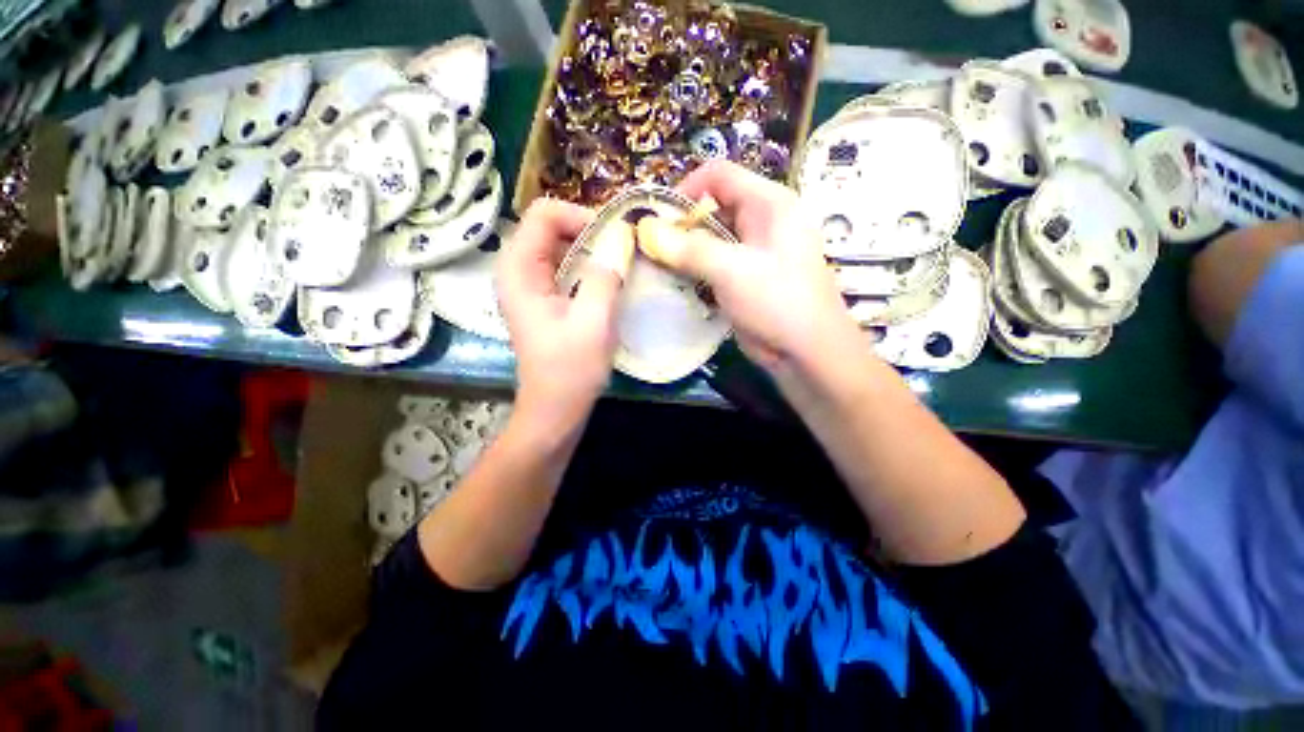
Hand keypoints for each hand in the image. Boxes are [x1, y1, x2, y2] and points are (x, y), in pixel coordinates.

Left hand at [497, 199, 631, 427]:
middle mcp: (519, 270)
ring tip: (624, 262)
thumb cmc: (570, 371)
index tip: (616, 237)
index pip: (544, 213)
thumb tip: (623, 235)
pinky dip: (591, 266)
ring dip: (594, 248)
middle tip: (626, 249)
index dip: (582, 216)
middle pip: (553, 226)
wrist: (556, 410)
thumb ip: (606, 274)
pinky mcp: (545, 299)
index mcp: (519, 270)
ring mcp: (531, 285)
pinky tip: (612, 280)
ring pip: (562, 246)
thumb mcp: (594, 321)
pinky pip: (567, 267)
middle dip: (592, 231)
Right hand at [638, 160, 862, 378]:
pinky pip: (715, 264)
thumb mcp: (733, 271)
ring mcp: (754, 252)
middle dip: (682, 226)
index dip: (687, 189)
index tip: (660, 219)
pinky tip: (678, 284)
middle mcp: (762, 222)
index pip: (719, 175)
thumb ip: (690, 249)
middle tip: (654, 248)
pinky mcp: (745, 278)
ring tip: (660, 267)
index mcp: (769, 204)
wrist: (805, 351)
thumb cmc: (777, 301)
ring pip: (711, 239)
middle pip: (713, 207)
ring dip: (686, 251)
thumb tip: (648, 231)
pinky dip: (695, 270)